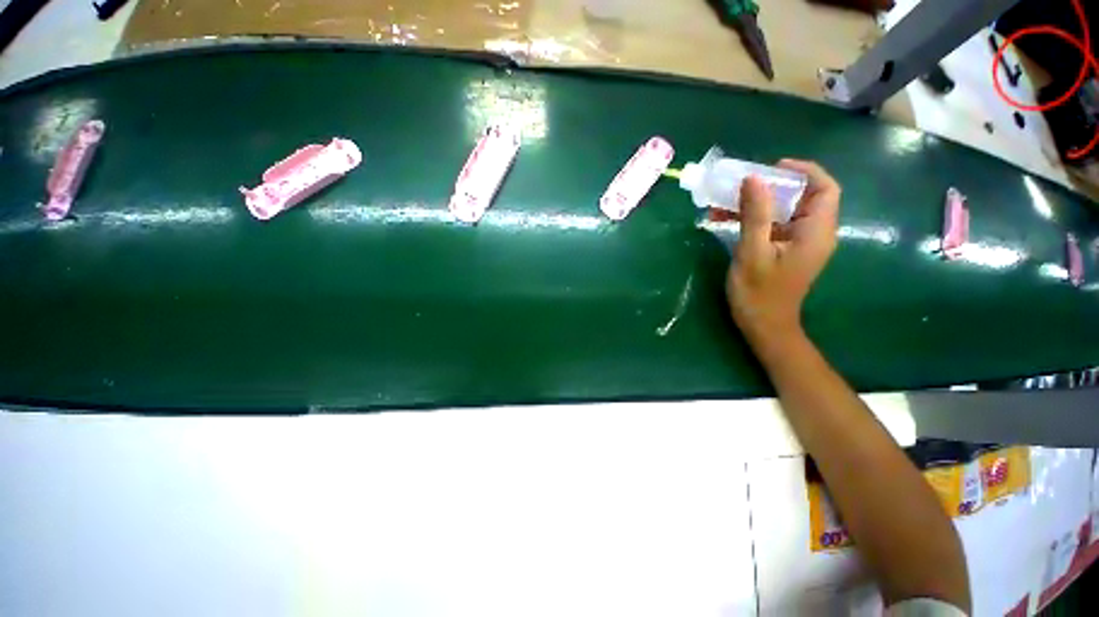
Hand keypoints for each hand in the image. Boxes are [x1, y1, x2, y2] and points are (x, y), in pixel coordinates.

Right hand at [727, 159, 839, 344]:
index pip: (825, 188)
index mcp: (815, 232)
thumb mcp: (752, 252)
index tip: (771, 168)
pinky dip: (754, 218)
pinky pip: (774, 225)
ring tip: (725, 201)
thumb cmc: (758, 293)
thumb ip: (756, 214)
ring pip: (785, 211)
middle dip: (773, 186)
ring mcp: (800, 243)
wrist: (763, 326)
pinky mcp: (786, 251)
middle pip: (804, 196)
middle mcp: (815, 234)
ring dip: (758, 203)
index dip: (804, 171)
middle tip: (741, 184)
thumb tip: (753, 178)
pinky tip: (726, 219)